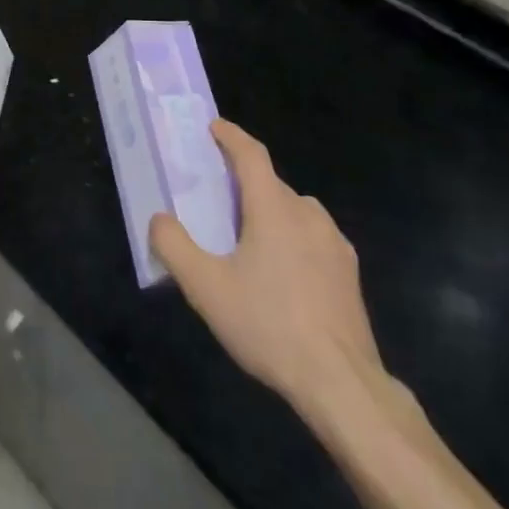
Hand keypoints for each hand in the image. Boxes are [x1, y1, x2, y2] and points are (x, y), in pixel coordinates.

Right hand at [150, 120, 391, 435]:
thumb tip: (159, 218)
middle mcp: (307, 213)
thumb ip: (174, 246)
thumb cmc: (269, 325)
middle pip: (270, 184)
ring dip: (269, 211)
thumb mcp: (206, 288)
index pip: (251, 155)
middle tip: (216, 200)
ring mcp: (334, 242)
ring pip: (293, 210)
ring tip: (246, 240)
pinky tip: (281, 273)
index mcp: (273, 208)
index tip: (213, 127)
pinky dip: (291, 237)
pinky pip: (312, 237)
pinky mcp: (348, 271)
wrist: (341, 382)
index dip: (230, 136)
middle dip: (243, 183)